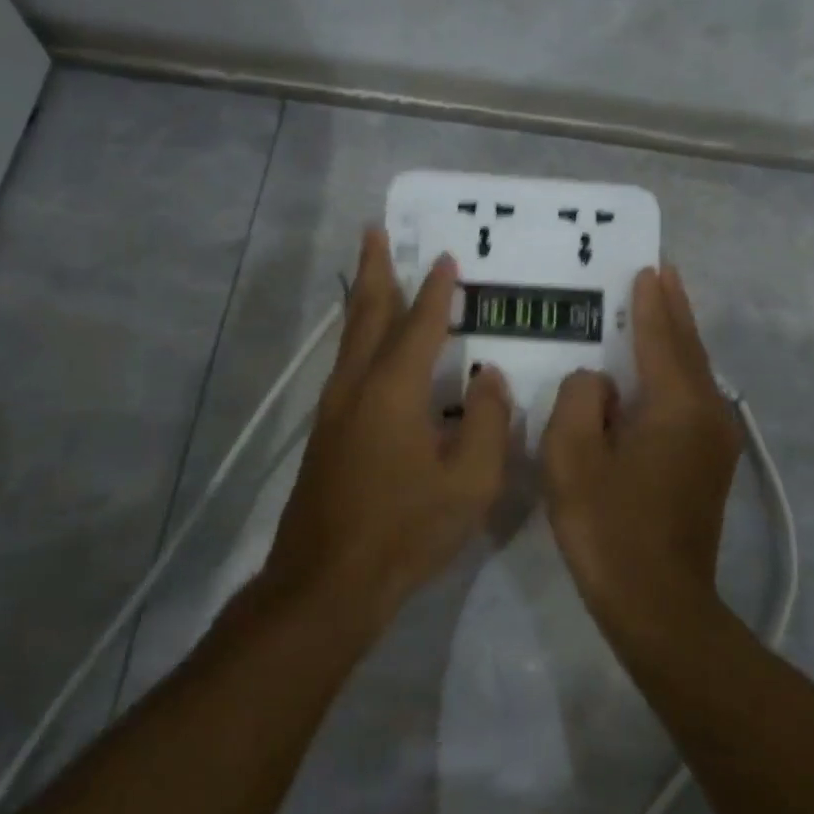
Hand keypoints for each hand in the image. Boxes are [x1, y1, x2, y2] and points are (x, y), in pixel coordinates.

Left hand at [264, 228, 512, 631]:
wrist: (327, 582)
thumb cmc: (404, 531)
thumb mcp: (470, 482)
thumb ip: (487, 423)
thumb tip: (488, 378)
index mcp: (393, 390)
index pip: (420, 325)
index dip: (436, 291)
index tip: (446, 258)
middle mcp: (357, 386)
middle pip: (366, 314)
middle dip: (374, 270)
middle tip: (375, 231)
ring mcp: (334, 409)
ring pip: (350, 338)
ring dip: (363, 299)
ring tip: (372, 272)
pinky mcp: (325, 433)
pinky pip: (346, 364)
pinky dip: (358, 335)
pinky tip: (368, 346)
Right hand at [540, 265, 741, 634]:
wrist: (658, 604)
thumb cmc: (609, 527)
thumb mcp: (573, 456)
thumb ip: (580, 400)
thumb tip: (599, 384)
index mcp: (678, 405)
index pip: (662, 338)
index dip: (651, 303)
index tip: (648, 269)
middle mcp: (708, 414)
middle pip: (689, 349)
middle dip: (674, 311)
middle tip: (663, 275)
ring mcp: (715, 442)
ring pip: (696, 375)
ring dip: (678, 341)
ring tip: (662, 311)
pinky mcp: (710, 466)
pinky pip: (693, 401)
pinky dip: (677, 374)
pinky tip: (660, 374)